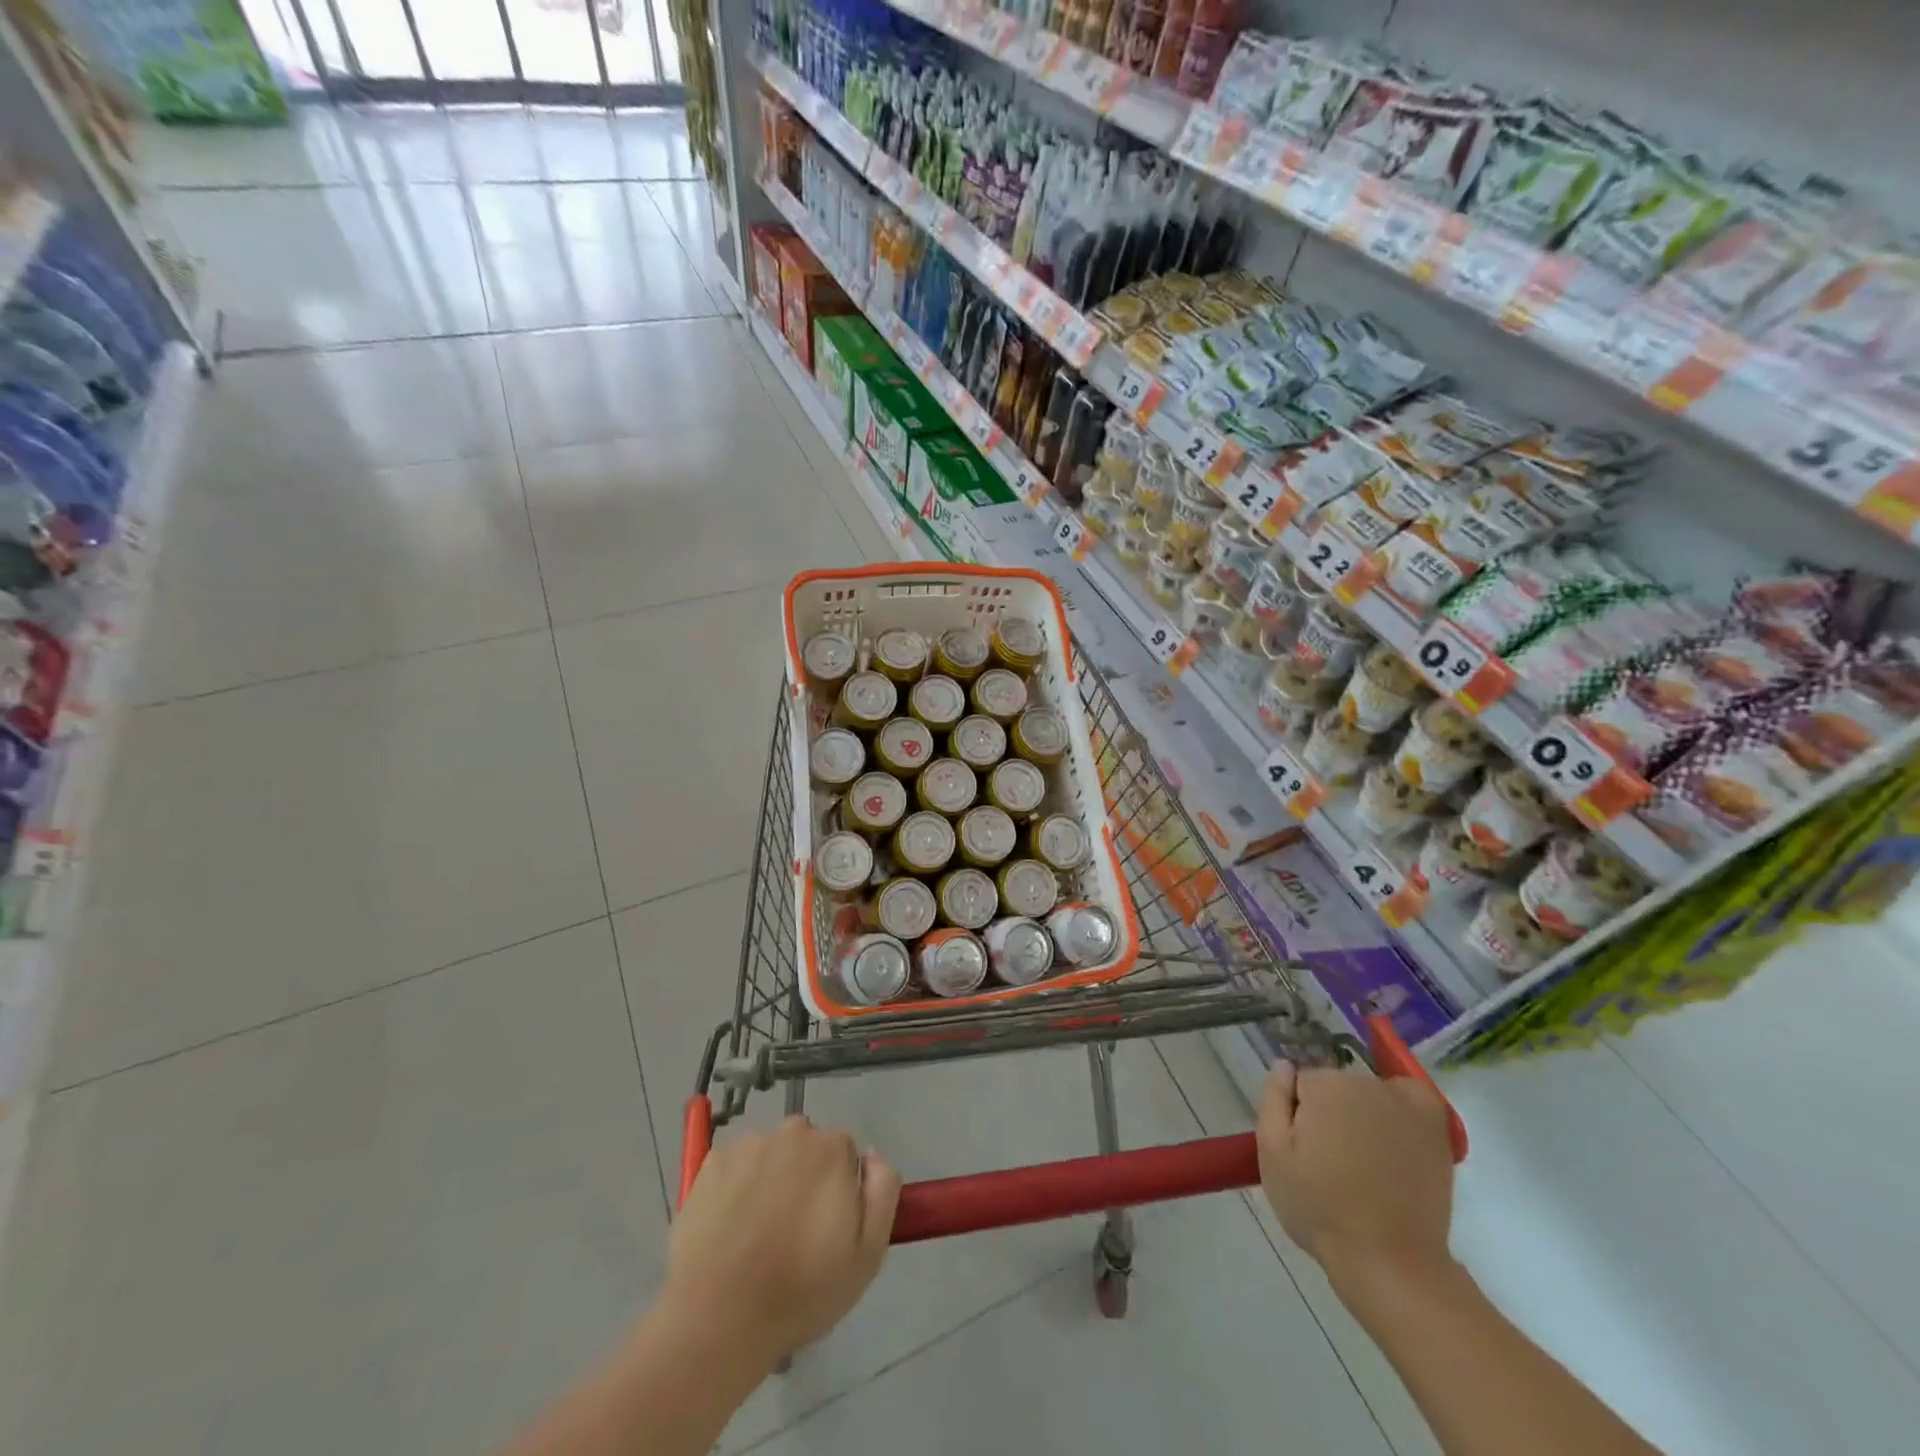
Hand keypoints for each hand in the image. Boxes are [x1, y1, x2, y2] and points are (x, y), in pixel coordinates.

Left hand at [663, 1116, 899, 1369]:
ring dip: (770, 1181)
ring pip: (770, 1156)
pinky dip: (736, 1188)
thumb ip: (882, 1192)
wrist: (717, 1319)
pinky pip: (735, 1166)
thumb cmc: (800, 1290)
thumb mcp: (867, 1254)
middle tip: (793, 1234)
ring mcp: (747, 1145)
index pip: (845, 1155)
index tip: (826, 1229)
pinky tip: (729, 1230)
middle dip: (805, 1180)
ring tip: (757, 1237)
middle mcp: (791, 1132)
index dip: (839, 1191)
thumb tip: (872, 1157)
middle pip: (806, 1149)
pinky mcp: (710, 1163)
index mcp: (832, 1148)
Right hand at [1256, 1063, 1453, 1288]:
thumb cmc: (1319, 1207)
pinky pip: (1411, 1094)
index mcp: (1323, 1086)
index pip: (1300, 1082)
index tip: (1303, 1146)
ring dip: (1362, 1112)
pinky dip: (1402, 1104)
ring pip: (1368, 1092)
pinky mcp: (1434, 1127)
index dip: (1297, 1113)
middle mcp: (1365, 1083)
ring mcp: (1405, 1104)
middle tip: (1330, 1158)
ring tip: (1364, 1159)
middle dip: (1329, 1111)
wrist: (1389, 1262)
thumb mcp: (1272, 1154)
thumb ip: (1273, 1099)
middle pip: (1335, 1084)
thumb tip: (1284, 1065)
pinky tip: (1394, 1132)